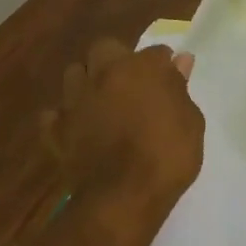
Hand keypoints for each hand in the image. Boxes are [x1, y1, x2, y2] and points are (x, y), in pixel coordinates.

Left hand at [46, 38, 203, 212]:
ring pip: (74, 73)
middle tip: (130, 83)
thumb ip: (180, 88)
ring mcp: (76, 100)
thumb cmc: (167, 155)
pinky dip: (63, 118)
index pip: (156, 51)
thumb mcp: (191, 122)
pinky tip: (77, 128)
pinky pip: (54, 114)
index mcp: (142, 67)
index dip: (164, 65)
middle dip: (116, 59)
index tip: (170, 80)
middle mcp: (105, 74)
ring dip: (87, 81)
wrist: (123, 197)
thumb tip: (179, 62)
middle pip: (104, 48)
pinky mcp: (57, 130)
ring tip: (101, 101)